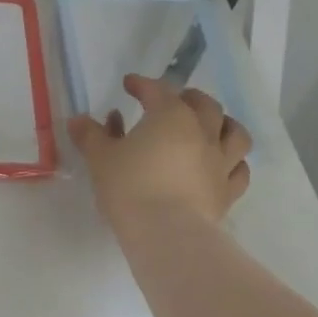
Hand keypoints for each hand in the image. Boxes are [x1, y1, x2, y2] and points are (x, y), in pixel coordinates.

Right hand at [70, 74, 251, 225]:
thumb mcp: (100, 158)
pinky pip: (240, 171)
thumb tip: (78, 120)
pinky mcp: (227, 191)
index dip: (142, 84)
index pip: (157, 90)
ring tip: (212, 126)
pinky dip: (234, 162)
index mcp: (170, 116)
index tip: (129, 84)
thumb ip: (90, 136)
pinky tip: (225, 165)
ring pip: (234, 133)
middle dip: (189, 98)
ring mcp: (221, 162)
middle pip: (204, 105)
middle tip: (175, 100)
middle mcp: (202, 132)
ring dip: (224, 124)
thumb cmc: (130, 187)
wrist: (166, 232)